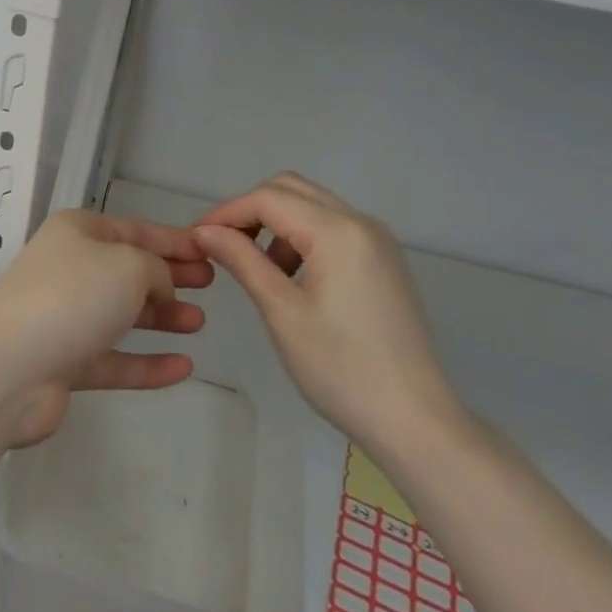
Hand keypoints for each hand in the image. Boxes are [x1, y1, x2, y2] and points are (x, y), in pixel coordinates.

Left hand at [0, 209, 213, 446]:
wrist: (7, 366)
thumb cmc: (72, 296)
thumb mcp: (128, 264)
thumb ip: (156, 269)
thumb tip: (159, 287)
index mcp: (78, 233)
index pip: (135, 230)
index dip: (173, 239)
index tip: (209, 249)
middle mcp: (70, 269)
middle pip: (129, 270)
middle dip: (169, 276)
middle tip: (210, 283)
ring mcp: (66, 319)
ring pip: (122, 315)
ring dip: (161, 317)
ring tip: (199, 321)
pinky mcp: (65, 364)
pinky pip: (115, 360)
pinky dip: (147, 362)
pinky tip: (183, 367)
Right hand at [192, 173, 461, 448]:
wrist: (415, 422)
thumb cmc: (341, 369)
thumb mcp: (281, 312)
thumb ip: (241, 260)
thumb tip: (203, 231)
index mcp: (338, 230)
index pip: (268, 198)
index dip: (226, 212)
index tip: (196, 238)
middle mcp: (361, 222)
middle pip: (290, 189)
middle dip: (250, 211)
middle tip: (223, 247)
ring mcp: (377, 240)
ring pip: (311, 206)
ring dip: (276, 224)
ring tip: (257, 270)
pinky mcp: (383, 260)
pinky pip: (332, 228)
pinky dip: (301, 239)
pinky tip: (291, 279)